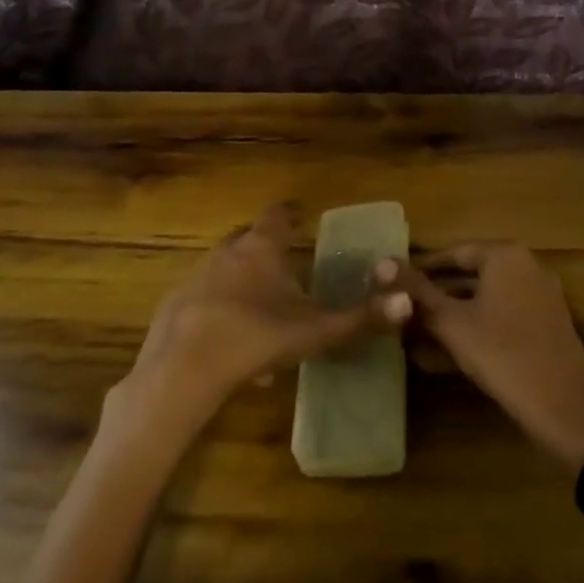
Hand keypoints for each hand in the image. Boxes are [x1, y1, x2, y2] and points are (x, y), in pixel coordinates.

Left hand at [110, 205, 410, 443]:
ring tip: (261, 314)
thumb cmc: (256, 337)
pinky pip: (205, 300)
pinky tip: (231, 347)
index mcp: (262, 248)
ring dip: (242, 283)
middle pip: (248, 238)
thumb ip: (361, 318)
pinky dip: (220, 312)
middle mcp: (227, 251)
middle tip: (284, 266)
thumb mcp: (315, 331)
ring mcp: (197, 276)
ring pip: (225, 270)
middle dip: (265, 248)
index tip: (301, 218)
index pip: (278, 214)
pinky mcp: (175, 304)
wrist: (183, 367)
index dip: (291, 214)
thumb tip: (408, 300)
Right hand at [380, 244, 583, 468]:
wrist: (564, 411)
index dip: (421, 269)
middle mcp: (527, 266)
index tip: (394, 284)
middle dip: (436, 295)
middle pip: (470, 275)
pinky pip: (503, 316)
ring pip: (485, 299)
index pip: (453, 253)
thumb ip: (417, 292)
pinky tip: (449, 353)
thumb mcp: (452, 323)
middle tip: (403, 311)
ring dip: (453, 315)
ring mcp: (541, 296)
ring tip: (418, 334)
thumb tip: (381, 262)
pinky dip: (477, 327)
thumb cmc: (502, 356)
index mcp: (506, 256)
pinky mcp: (547, 325)